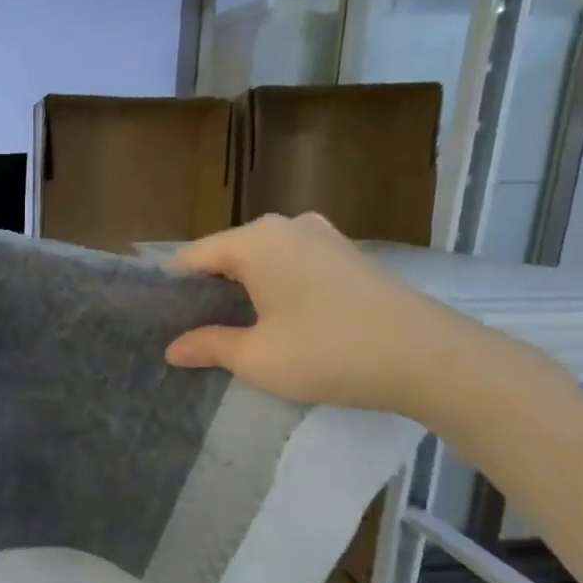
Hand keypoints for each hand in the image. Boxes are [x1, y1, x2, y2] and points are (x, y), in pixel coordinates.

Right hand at [165, 214, 484, 418]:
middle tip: (188, 332)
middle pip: (227, 254)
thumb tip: (173, 348)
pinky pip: (291, 265)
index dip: (171, 289)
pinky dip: (273, 288)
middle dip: (205, 290)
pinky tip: (273, 320)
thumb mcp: (255, 357)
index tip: (157, 321)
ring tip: (227, 330)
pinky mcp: (347, 255)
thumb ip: (208, 346)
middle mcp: (287, 226)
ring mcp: (323, 236)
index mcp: (256, 241)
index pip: (193, 257)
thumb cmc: (327, 352)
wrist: (425, 357)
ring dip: (241, 290)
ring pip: (261, 260)